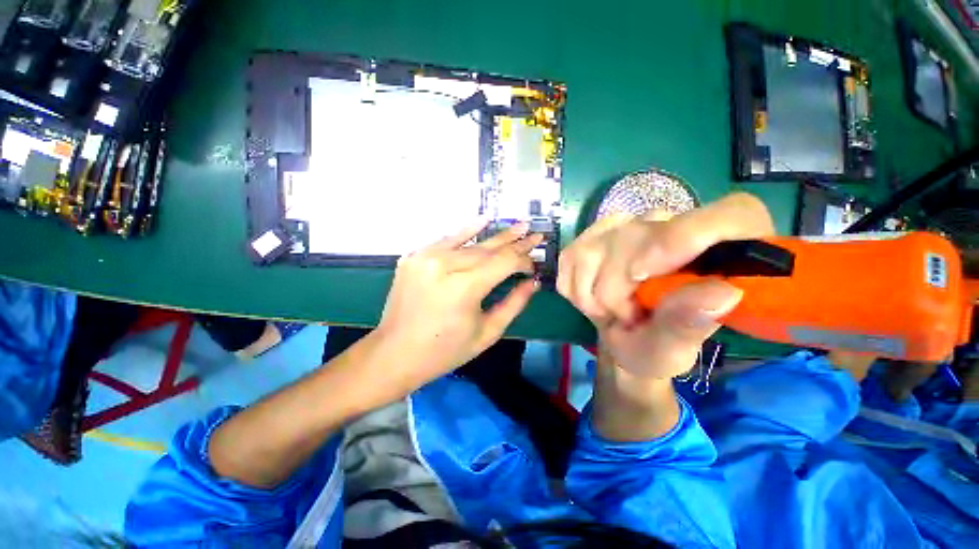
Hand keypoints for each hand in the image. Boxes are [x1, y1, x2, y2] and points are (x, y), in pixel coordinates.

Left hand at [377, 220, 542, 388]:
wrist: (395, 353)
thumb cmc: (445, 351)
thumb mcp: (487, 332)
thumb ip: (514, 303)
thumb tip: (533, 282)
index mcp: (465, 287)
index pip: (505, 261)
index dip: (524, 261)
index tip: (534, 267)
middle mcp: (445, 265)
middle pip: (489, 248)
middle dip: (515, 243)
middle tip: (536, 234)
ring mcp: (426, 257)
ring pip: (470, 243)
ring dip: (496, 236)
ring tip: (519, 226)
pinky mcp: (414, 257)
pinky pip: (446, 240)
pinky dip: (466, 231)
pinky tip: (484, 220)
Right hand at [558, 192, 774, 378]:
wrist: (622, 337)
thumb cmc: (658, 346)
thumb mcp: (676, 347)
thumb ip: (691, 322)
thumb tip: (723, 293)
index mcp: (723, 247)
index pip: (729, 215)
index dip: (684, 237)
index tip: (641, 276)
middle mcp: (675, 224)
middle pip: (633, 238)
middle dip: (615, 290)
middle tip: (627, 317)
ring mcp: (627, 224)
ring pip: (592, 250)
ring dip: (590, 293)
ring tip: (609, 310)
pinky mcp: (592, 234)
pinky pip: (570, 257)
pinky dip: (573, 287)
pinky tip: (591, 297)